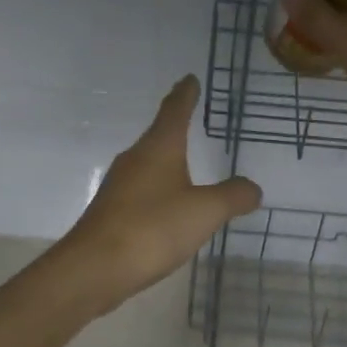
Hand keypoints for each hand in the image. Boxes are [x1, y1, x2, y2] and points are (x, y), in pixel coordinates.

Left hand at [55, 75, 261, 314]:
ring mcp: (119, 186)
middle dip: (174, 124)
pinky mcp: (112, 212)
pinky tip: (167, 206)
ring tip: (184, 160)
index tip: (190, 78)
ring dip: (166, 158)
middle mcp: (135, 160)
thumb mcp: (204, 212)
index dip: (185, 94)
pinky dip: (158, 189)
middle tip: (190, 115)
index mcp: (158, 149)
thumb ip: (233, 197)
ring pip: (148, 163)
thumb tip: (252, 188)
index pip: (174, 111)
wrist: (94, 268)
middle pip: (158, 134)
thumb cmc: (152, 229)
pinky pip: (142, 191)